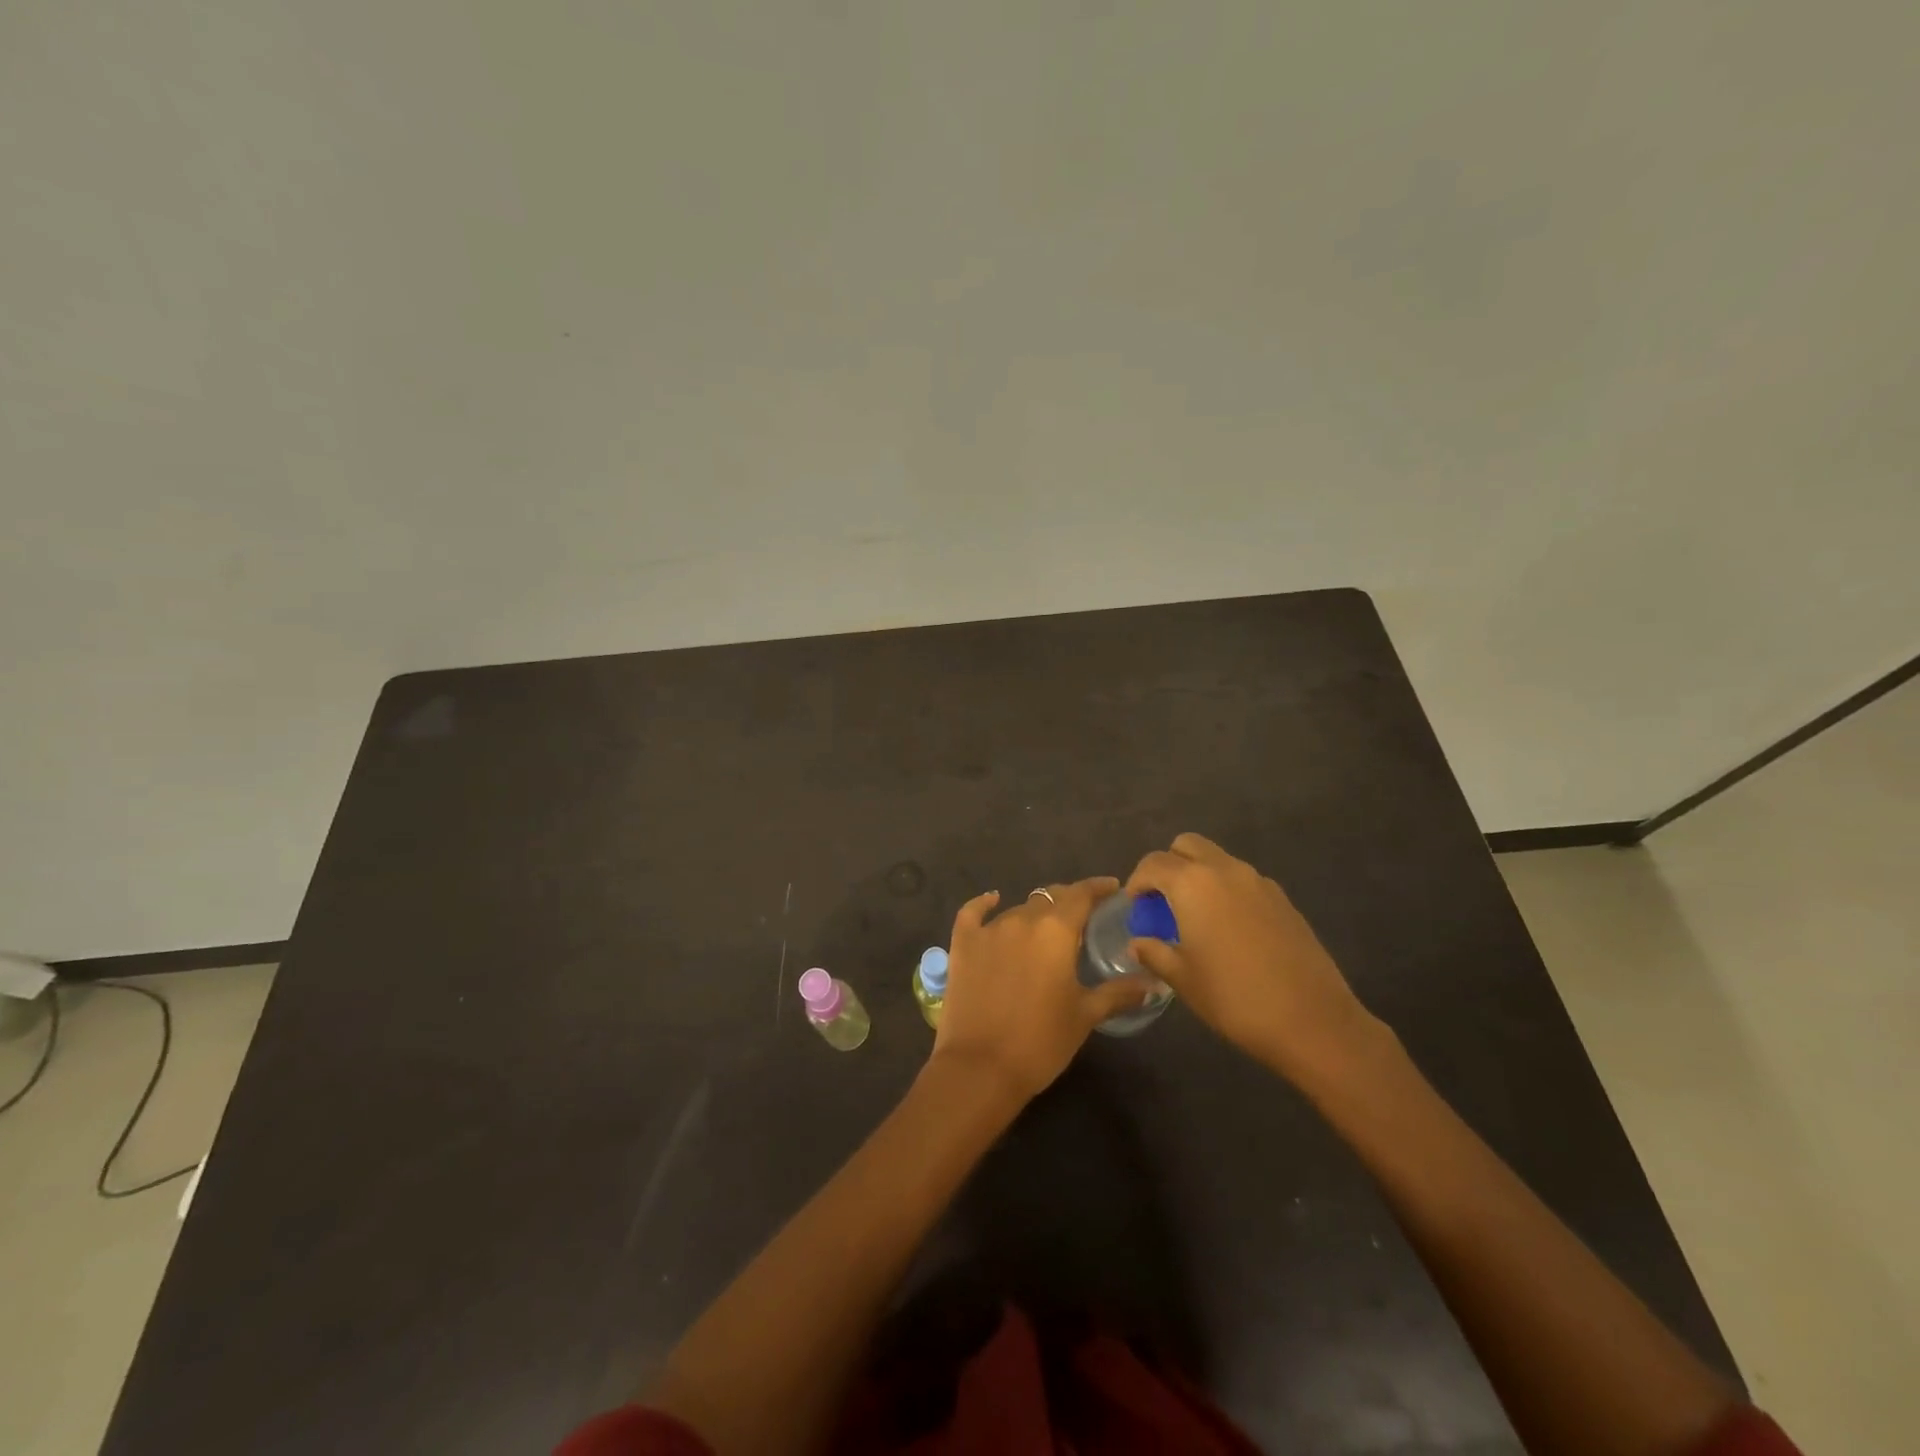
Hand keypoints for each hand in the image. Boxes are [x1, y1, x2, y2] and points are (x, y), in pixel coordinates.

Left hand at [930, 877, 1151, 1102]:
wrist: (981, 1068)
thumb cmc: (1041, 1041)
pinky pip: (973, 913)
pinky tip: (992, 900)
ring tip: (1046, 929)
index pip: (1081, 894)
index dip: (1098, 887)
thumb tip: (1154, 983)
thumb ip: (1119, 992)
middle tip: (1082, 917)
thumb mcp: (1085, 1015)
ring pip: (1018, 909)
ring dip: (1035, 914)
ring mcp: (988, 930)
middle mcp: (1022, 919)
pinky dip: (984, 904)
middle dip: (1068, 901)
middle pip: (1050, 898)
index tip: (1113, 888)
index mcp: (1056, 931)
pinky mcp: (962, 944)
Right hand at [1125, 833, 1379, 1087]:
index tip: (1135, 907)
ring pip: (1218, 860)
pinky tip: (1229, 930)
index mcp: (1193, 883)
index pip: (1153, 863)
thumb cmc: (1234, 998)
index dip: (1137, 882)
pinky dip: (1227, 891)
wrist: (1312, 1021)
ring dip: (1199, 876)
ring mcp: (1259, 882)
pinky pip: (1243, 880)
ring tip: (1195, 916)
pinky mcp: (1283, 899)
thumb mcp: (1182, 979)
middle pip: (1187, 845)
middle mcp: (1226, 870)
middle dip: (1169, 865)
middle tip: (1163, 901)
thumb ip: (1154, 952)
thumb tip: (1137, 943)